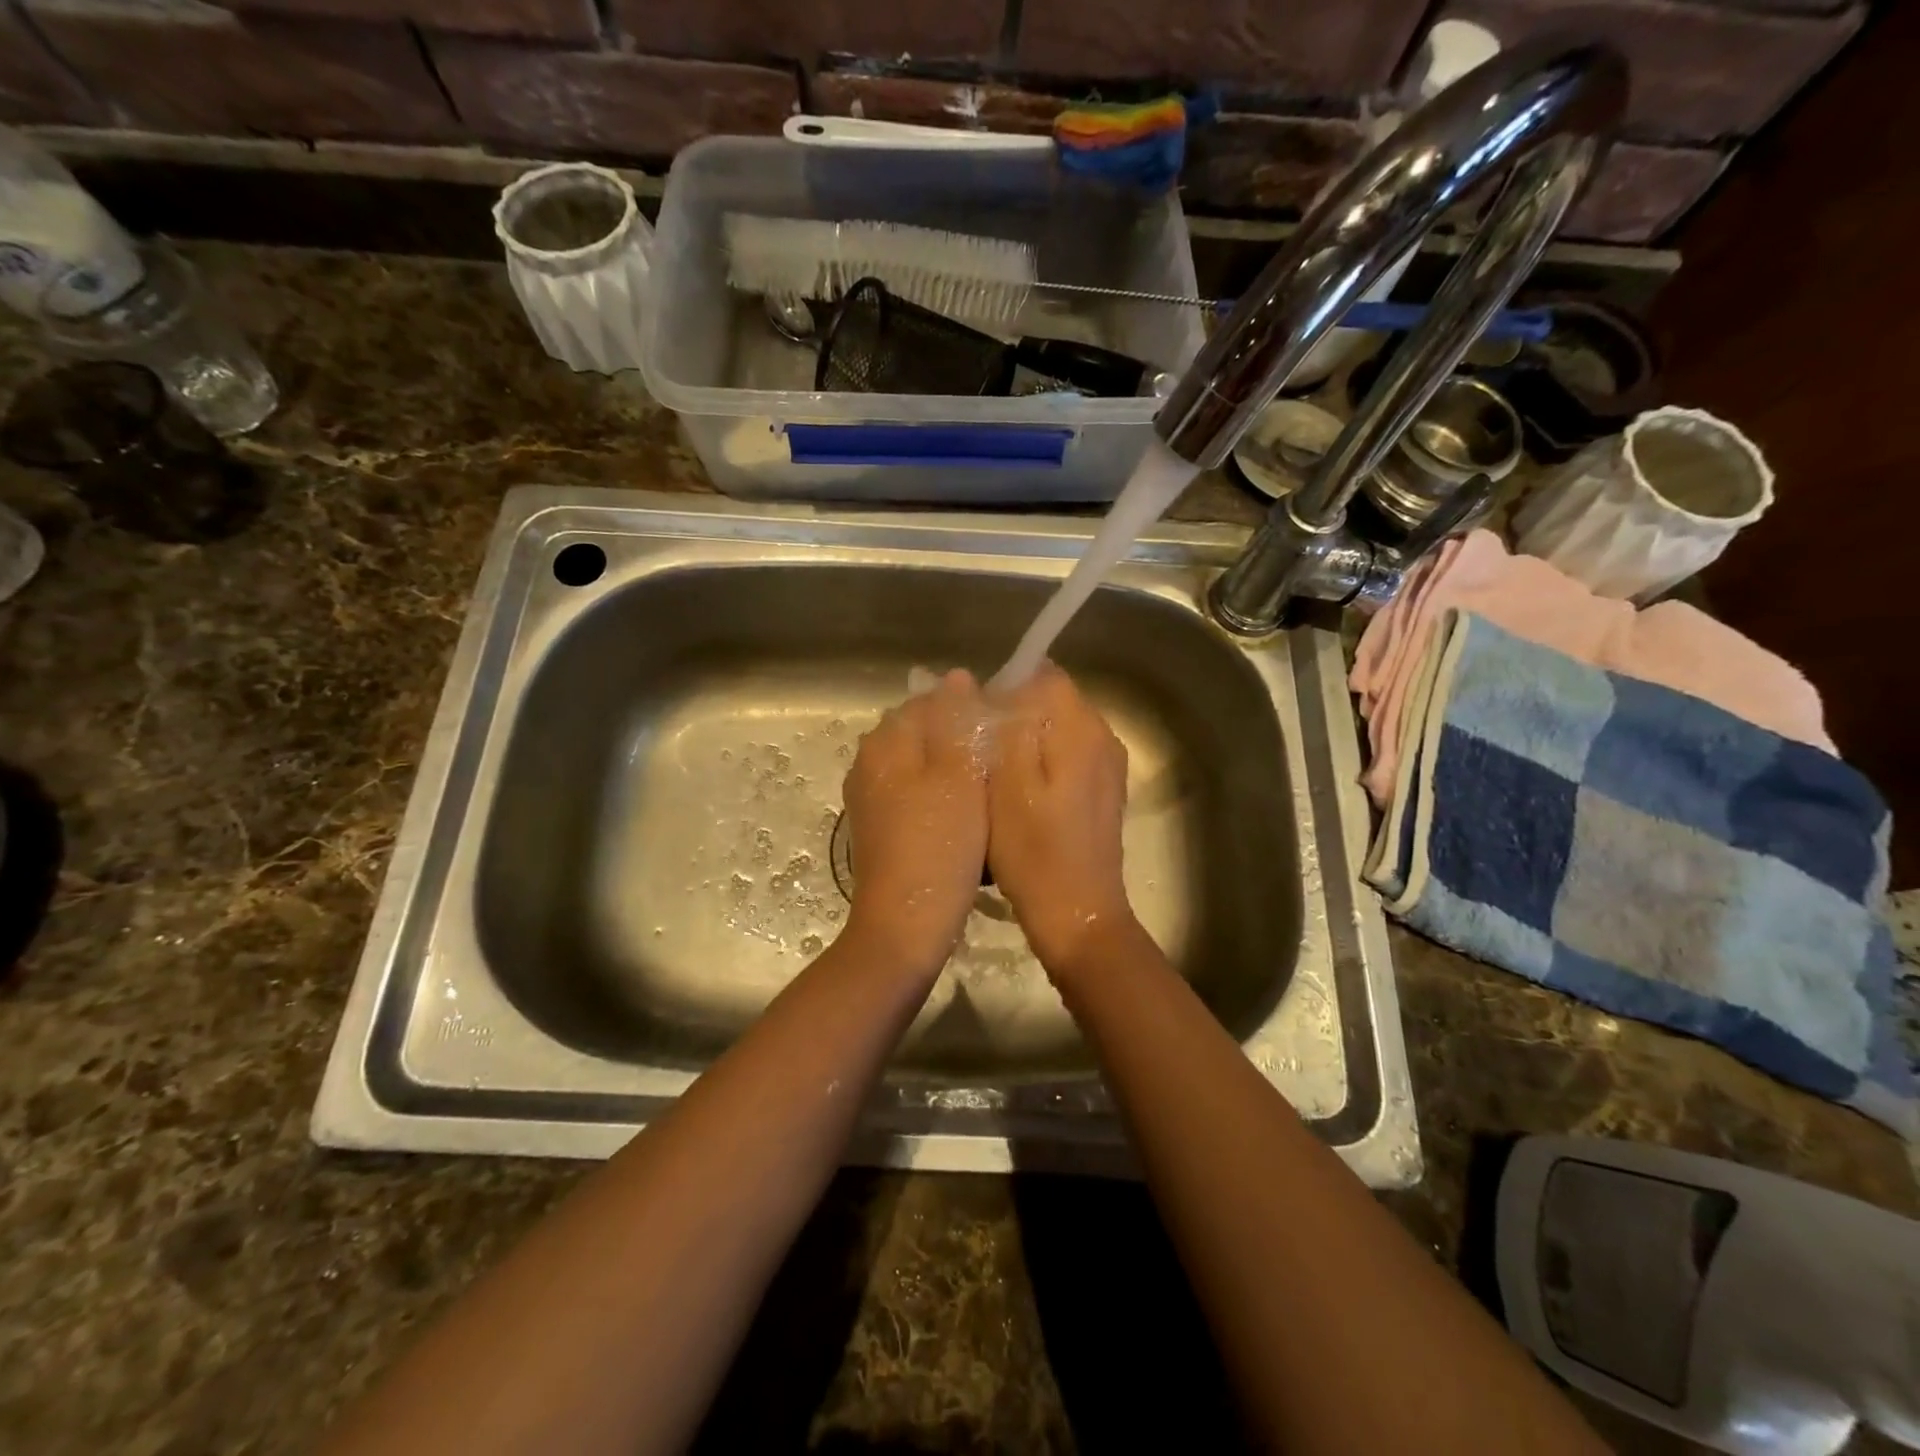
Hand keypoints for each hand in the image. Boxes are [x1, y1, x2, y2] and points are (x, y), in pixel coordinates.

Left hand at [840, 669, 989, 978]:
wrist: (905, 924)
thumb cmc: (939, 845)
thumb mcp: (958, 775)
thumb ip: (956, 722)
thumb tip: (957, 677)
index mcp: (886, 741)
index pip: (930, 700)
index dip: (969, 709)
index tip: (1002, 732)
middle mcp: (870, 761)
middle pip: (924, 732)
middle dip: (961, 740)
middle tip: (1001, 764)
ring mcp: (871, 796)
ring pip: (922, 765)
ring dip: (954, 770)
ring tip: (989, 791)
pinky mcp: (880, 826)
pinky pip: (916, 794)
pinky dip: (941, 797)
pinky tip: (967, 818)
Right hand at [985, 663, 1138, 978]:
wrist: (1078, 914)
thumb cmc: (1033, 851)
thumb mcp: (1005, 784)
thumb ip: (1006, 726)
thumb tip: (996, 686)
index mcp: (1080, 727)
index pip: (1041, 674)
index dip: (1003, 687)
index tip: (977, 721)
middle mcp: (1103, 735)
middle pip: (1051, 699)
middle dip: (1013, 714)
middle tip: (979, 753)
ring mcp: (1108, 765)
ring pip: (1058, 728)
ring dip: (1026, 741)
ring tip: (995, 777)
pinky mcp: (1104, 790)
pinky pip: (1067, 755)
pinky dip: (1042, 764)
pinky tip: (1020, 797)